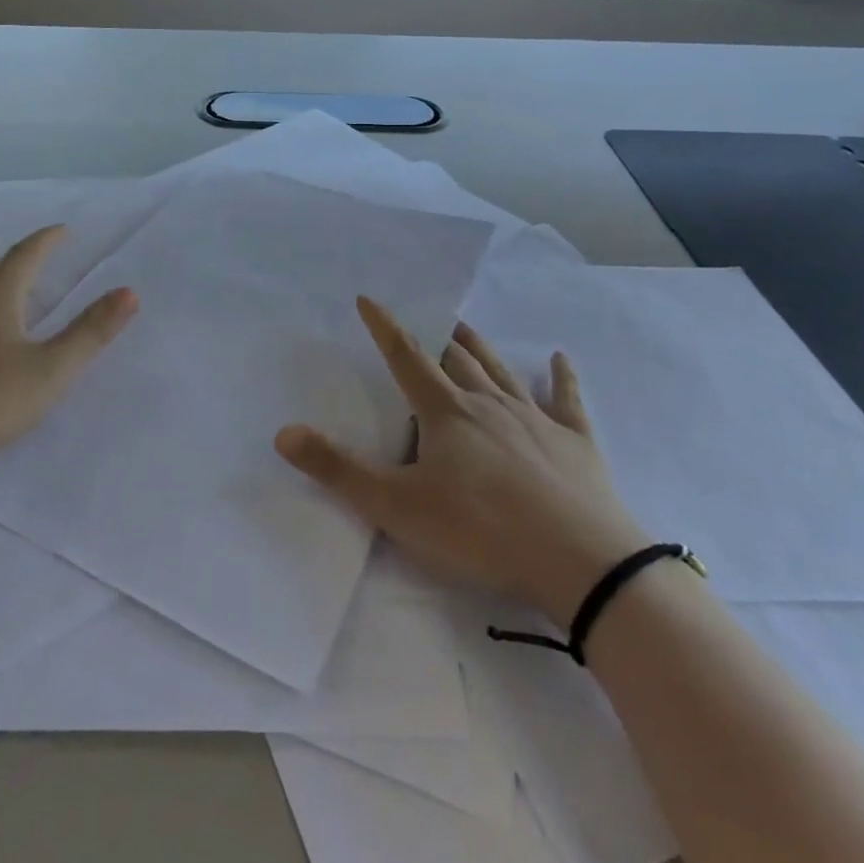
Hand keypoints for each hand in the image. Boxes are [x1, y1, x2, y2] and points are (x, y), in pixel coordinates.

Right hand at [276, 297, 648, 620]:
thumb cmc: (481, 532)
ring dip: (481, 348)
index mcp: (446, 413)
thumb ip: (338, 471)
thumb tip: (283, 433)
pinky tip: (561, 358)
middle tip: (427, 320)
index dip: (385, 327)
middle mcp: (488, 403)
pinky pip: (567, 400)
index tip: (369, 299)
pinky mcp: (575, 442)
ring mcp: (535, 419)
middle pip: (457, 359)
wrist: (580, 563)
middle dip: (437, 337)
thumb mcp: (397, 508)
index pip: (406, 358)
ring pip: (501, 371)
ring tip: (466, 327)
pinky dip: (563, 377)